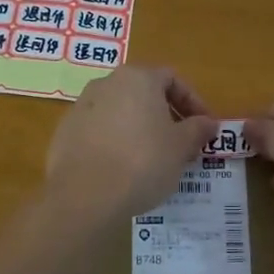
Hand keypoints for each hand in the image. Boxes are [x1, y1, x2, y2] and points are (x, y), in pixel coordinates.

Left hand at [45, 66, 219, 222]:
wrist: (85, 195)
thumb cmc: (143, 162)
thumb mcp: (181, 146)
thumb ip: (197, 129)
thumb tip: (208, 123)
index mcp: (137, 78)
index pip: (172, 79)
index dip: (193, 102)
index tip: (204, 128)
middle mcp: (106, 83)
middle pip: (144, 93)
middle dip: (166, 116)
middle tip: (182, 145)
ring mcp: (81, 107)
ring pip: (120, 112)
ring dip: (140, 129)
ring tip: (154, 159)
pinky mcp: (65, 133)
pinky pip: (99, 131)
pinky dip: (115, 143)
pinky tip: (123, 170)